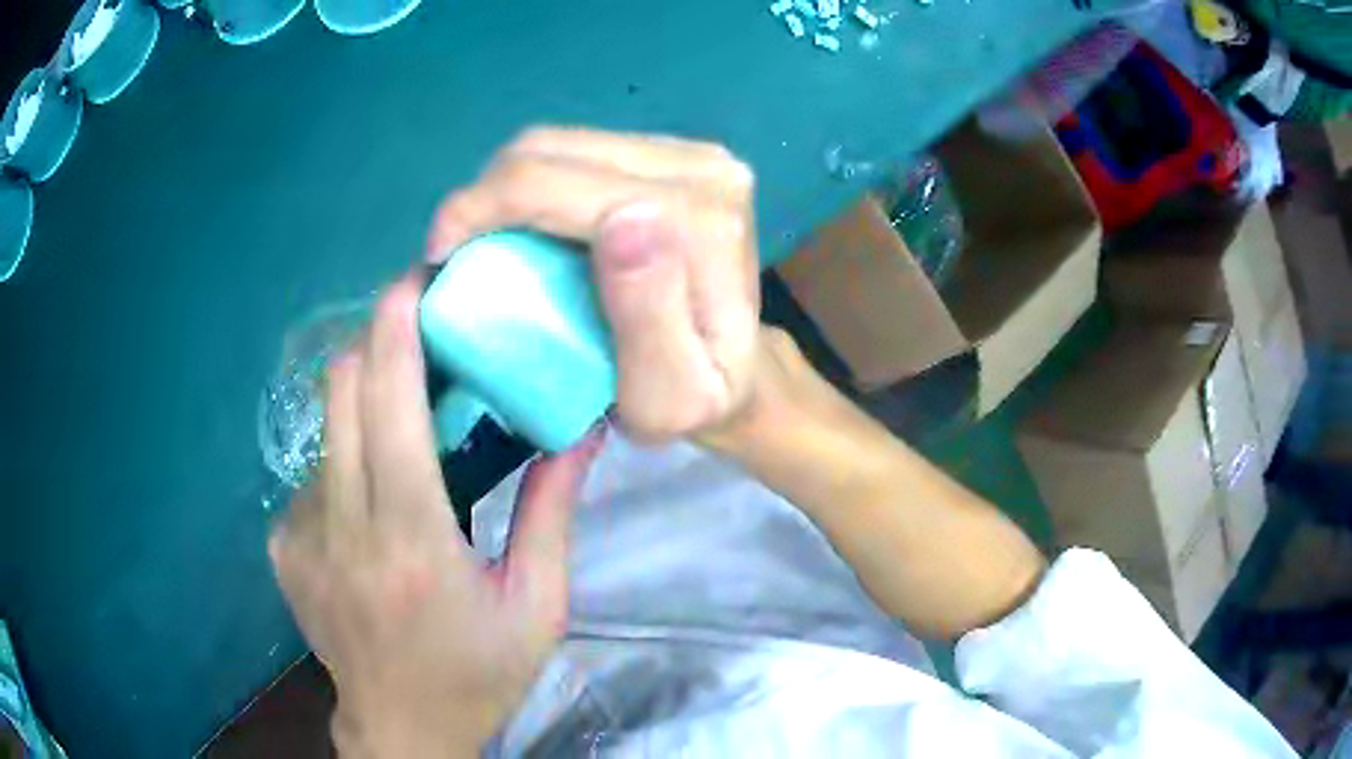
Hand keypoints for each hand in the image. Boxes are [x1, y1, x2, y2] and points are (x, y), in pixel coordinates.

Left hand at [268, 278, 605, 756]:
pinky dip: (343, 462)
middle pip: (339, 393)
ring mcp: (299, 539)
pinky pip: (311, 476)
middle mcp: (343, 530)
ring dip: (362, 406)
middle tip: (419, 331)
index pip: (388, 405)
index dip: (395, 329)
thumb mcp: (537, 605)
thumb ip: (551, 513)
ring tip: (403, 428)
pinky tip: (370, 503)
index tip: (415, 281)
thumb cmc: (477, 674)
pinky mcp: (281, 550)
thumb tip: (579, 432)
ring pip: (323, 430)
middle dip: (374, 341)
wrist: (401, 729)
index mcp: (412, 542)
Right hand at [429, 127, 761, 442]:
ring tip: (482, 241)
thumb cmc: (697, 403)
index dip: (479, 208)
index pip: (561, 182)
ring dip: (506, 189)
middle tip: (451, 253)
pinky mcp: (676, 153)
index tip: (438, 259)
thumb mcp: (669, 395)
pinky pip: (579, 151)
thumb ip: (647, 316)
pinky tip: (525, 225)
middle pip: (553, 149)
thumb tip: (621, 217)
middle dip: (483, 196)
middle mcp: (704, 167)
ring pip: (560, 143)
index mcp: (702, 219)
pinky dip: (537, 184)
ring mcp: (693, 153)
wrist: (742, 377)